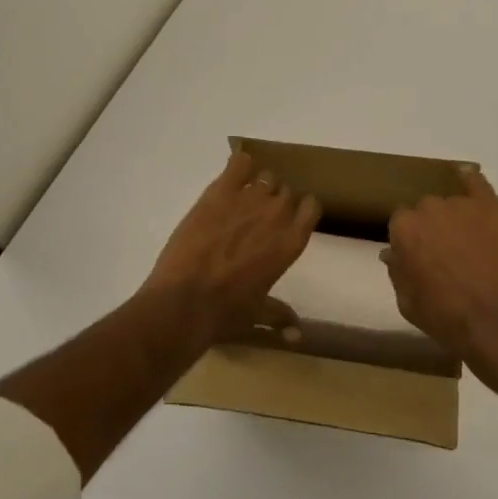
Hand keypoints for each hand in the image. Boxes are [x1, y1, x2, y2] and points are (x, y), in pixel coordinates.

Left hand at [141, 150, 320, 342]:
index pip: (311, 207)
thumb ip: (281, 316)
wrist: (185, 301)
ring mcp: (249, 199)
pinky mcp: (220, 191)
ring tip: (239, 201)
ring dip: (256, 185)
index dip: (299, 210)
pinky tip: (231, 176)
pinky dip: (238, 165)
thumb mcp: (259, 313)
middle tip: (256, 216)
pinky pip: (239, 162)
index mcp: (292, 242)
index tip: (287, 219)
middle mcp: (277, 214)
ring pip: (265, 177)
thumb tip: (297, 336)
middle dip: (274, 200)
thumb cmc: (227, 312)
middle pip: (286, 190)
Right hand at [383, 168, 497, 381]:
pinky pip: (478, 183)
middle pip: (426, 209)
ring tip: (469, 242)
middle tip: (444, 252)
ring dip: (455, 217)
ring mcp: (463, 205)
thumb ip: (397, 271)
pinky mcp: (492, 207)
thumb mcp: (407, 303)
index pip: (401, 222)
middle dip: (432, 227)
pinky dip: (471, 179)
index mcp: (404, 229)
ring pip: (453, 203)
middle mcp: (429, 208)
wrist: (497, 321)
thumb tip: (392, 253)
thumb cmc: (445, 317)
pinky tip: (467, 177)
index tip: (419, 255)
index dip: (410, 239)